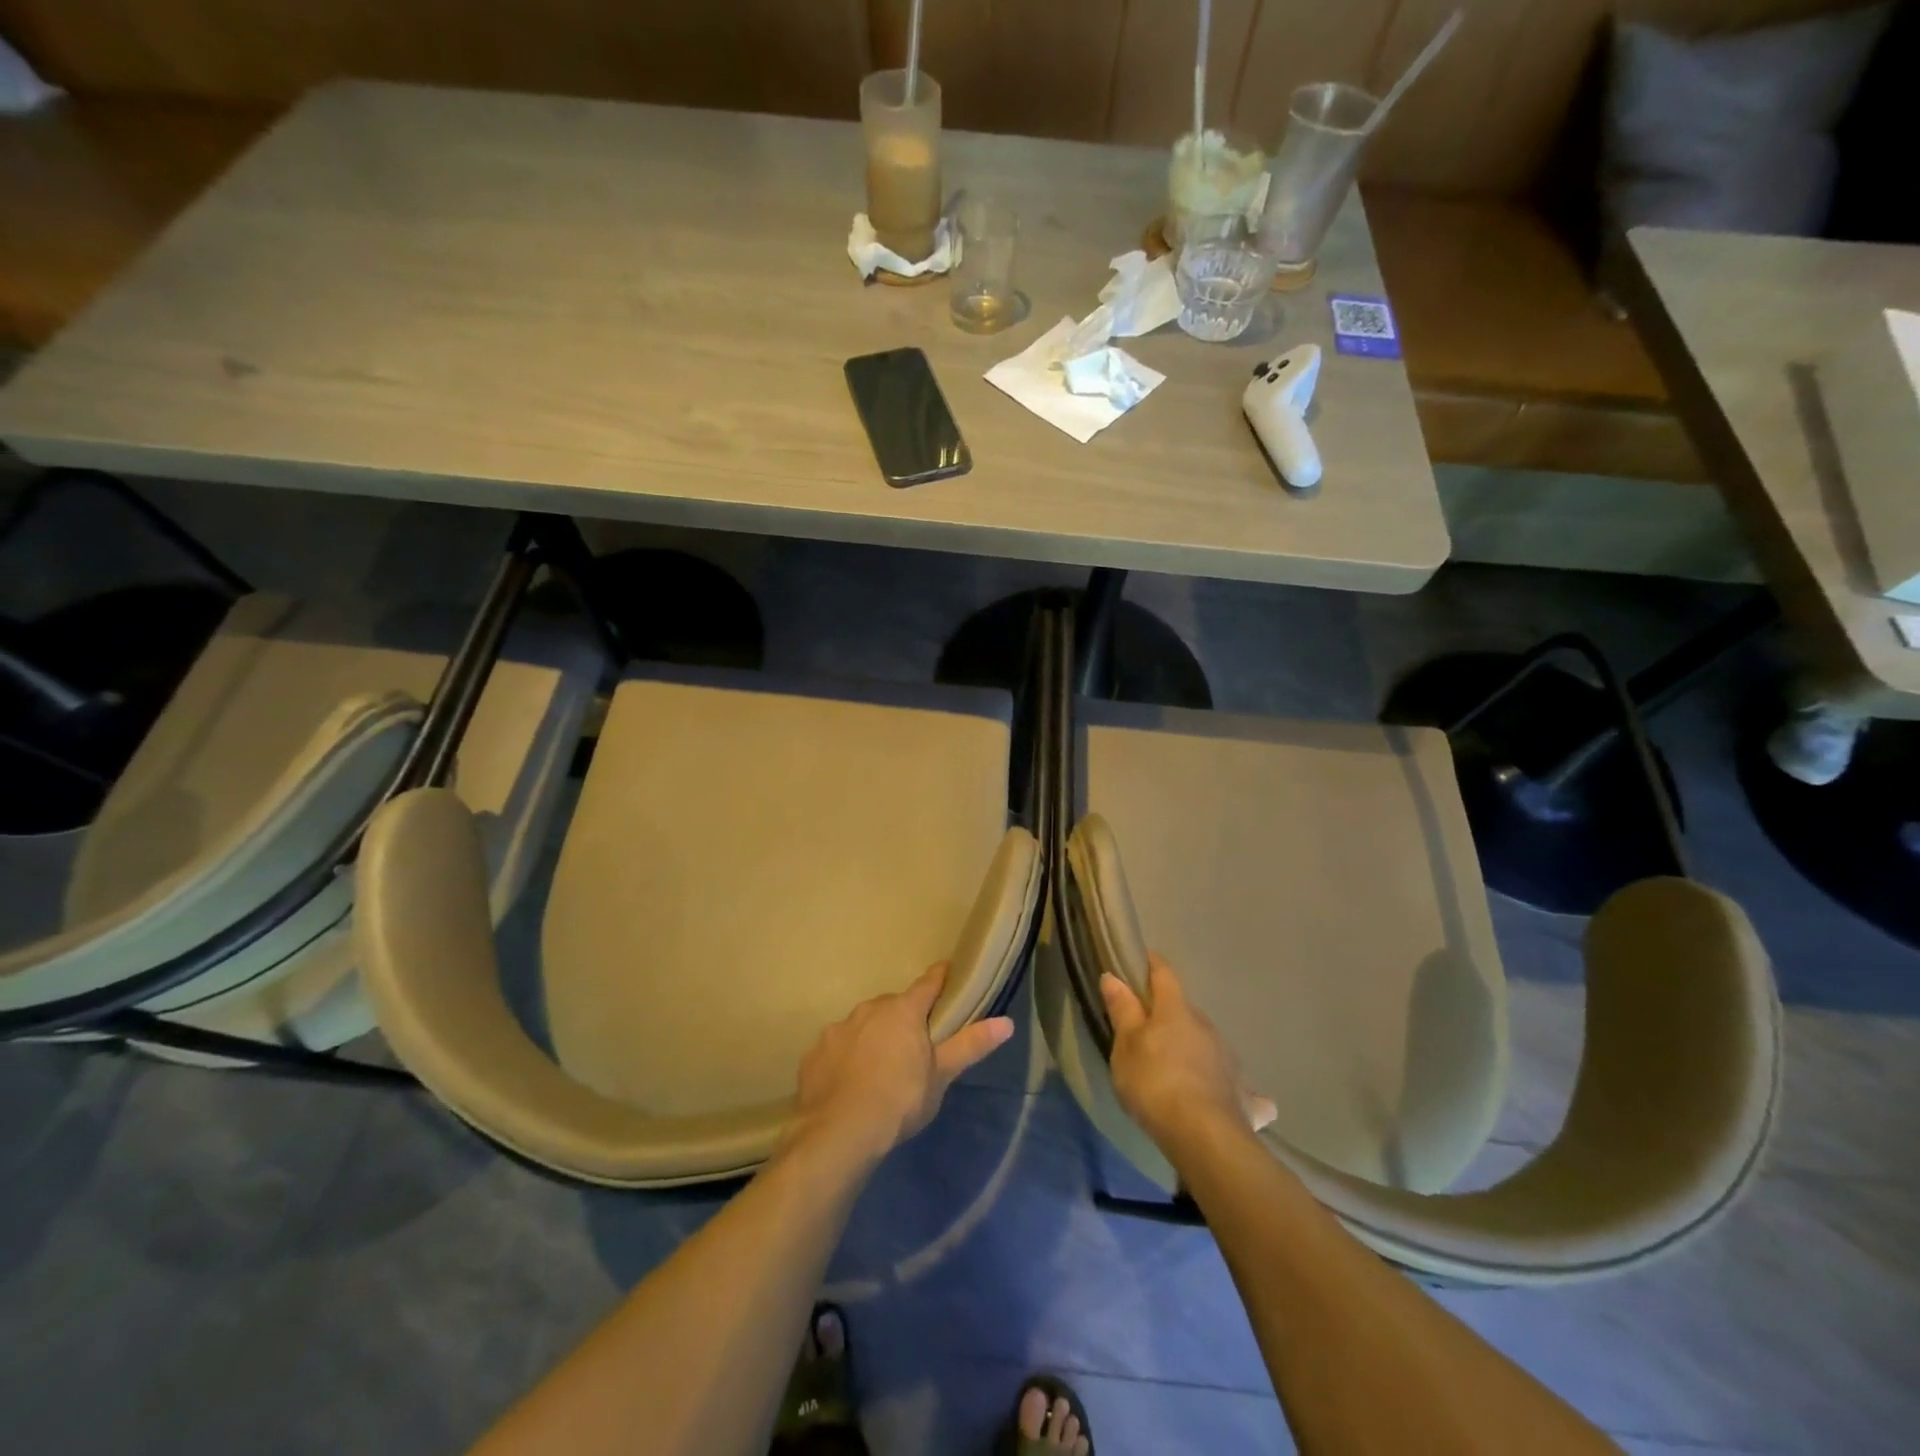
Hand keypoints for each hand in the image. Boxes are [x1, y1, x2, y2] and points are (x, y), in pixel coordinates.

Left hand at [790, 962, 1013, 1165]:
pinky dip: (847, 1057)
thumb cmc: (900, 1100)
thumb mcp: (941, 1075)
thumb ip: (971, 1045)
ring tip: (880, 1068)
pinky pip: (838, 1047)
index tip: (949, 970)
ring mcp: (839, 1029)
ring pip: (863, 1025)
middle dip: (904, 1018)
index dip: (940, 977)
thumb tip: (1007, 1022)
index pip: (928, 984)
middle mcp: (869, 1009)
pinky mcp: (815, 1053)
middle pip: (893, 1006)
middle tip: (913, 1045)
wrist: (839, 1133)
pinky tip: (850, 1082)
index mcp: (903, 1010)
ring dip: (874, 1036)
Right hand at [1101, 954, 1276, 1154]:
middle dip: (1170, 1015)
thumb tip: (1114, 976)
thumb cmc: (1155, 1082)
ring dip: (1195, 1048)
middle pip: (1185, 1011)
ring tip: (1179, 1068)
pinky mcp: (1242, 1095)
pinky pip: (1238, 1087)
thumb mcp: (1126, 1046)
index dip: (1152, 965)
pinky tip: (1236, 1100)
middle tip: (1149, 1031)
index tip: (1142, 961)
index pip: (1164, 974)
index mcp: (1176, 1011)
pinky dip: (1232, 1089)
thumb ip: (1122, 1010)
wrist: (1203, 1135)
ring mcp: (1228, 1060)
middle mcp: (1206, 1027)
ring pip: (1208, 1044)